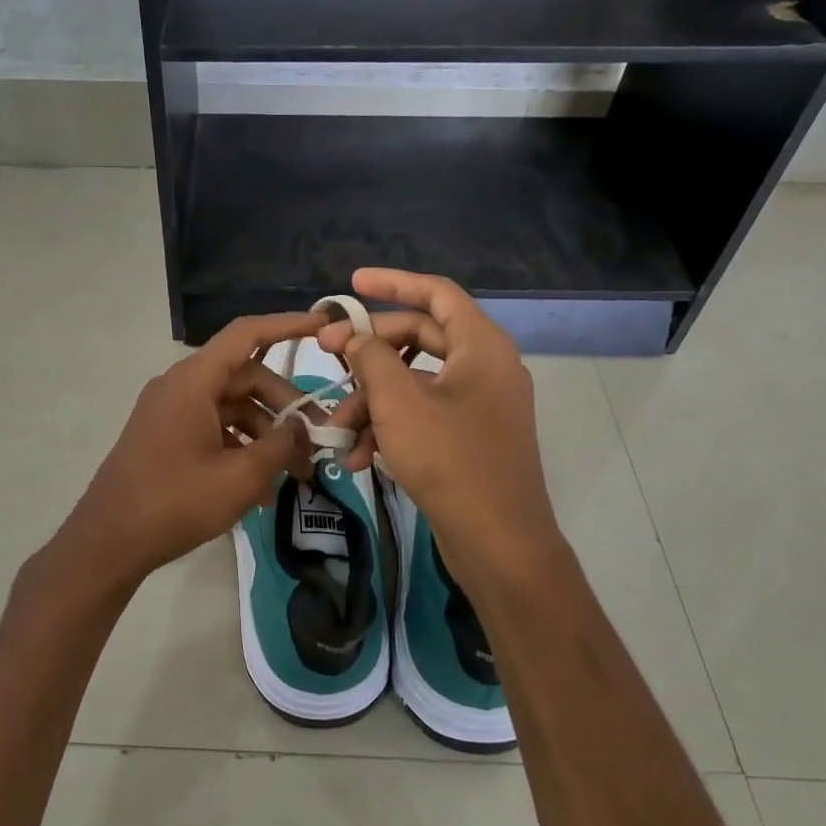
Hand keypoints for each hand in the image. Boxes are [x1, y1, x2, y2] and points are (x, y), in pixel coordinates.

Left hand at [54, 312, 326, 588]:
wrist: (108, 541)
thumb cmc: (175, 502)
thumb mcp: (240, 477)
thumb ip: (280, 447)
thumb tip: (303, 430)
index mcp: (193, 381)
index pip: (246, 334)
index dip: (287, 325)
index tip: (324, 325)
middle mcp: (181, 387)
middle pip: (246, 377)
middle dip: (286, 406)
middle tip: (319, 440)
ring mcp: (171, 412)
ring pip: (233, 407)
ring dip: (267, 435)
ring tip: (296, 474)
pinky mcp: (167, 437)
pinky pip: (214, 429)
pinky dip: (242, 448)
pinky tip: (264, 488)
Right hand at [319, 270, 563, 588]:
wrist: (498, 542)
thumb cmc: (450, 459)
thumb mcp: (398, 402)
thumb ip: (371, 358)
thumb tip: (353, 339)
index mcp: (480, 346)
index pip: (436, 293)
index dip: (393, 283)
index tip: (352, 284)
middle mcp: (484, 367)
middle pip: (418, 338)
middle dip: (368, 353)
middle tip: (327, 357)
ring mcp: (478, 405)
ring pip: (413, 383)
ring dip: (371, 402)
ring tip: (335, 432)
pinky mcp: (468, 439)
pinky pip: (422, 416)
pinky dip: (389, 429)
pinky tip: (357, 458)